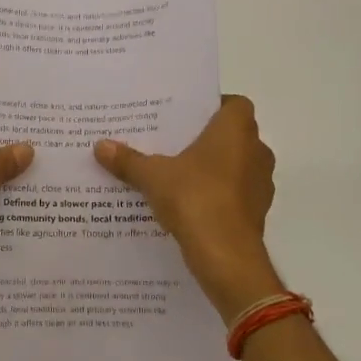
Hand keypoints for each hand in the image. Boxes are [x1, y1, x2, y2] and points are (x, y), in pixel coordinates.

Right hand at [95, 95, 281, 318]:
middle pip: (233, 135)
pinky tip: (189, 204)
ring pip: (236, 165)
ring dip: (213, 168)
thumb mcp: (153, 177)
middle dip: (206, 139)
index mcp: (236, 130)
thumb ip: (128, 160)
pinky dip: (217, 194)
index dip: (213, 106)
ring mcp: (261, 183)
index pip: (234, 104)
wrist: (226, 256)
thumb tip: (100, 146)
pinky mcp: (257, 212)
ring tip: (177, 174)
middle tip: (172, 143)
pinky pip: (235, 193)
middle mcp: (256, 151)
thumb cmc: (195, 199)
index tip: (186, 117)